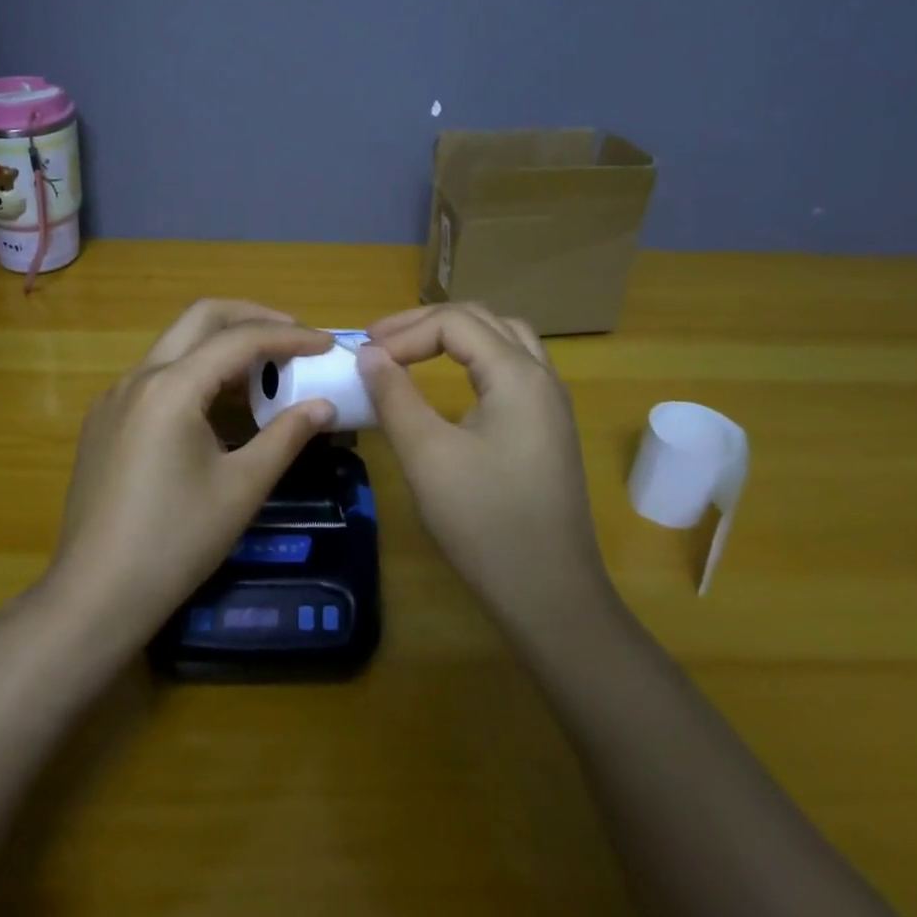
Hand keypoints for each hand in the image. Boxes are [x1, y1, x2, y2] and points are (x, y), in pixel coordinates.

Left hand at [47, 300, 335, 647]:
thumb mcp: (242, 489)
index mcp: (171, 387)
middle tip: (293, 337)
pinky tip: (217, 408)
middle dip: (251, 318)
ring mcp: (114, 397)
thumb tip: (324, 406)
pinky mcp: (104, 420)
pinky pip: (157, 376)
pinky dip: (195, 373)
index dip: (290, 337)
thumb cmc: (175, 542)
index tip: (326, 345)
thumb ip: (286, 437)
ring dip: (222, 345)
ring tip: (264, 373)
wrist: (95, 595)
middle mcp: (138, 377)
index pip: (239, 339)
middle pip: (200, 318)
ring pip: (176, 345)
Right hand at [357, 304, 614, 639]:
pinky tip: (452, 383)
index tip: (365, 359)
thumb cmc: (485, 523)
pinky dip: (475, 359)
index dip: (404, 333)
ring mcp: (551, 403)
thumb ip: (394, 396)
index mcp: (518, 375)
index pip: (455, 323)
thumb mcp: (427, 455)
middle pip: (482, 320)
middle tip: (380, 342)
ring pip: (503, 340)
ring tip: (412, 350)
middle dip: (426, 324)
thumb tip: (369, 354)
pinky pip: (512, 368)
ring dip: (455, 336)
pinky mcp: (547, 428)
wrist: (551, 596)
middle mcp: (541, 377)